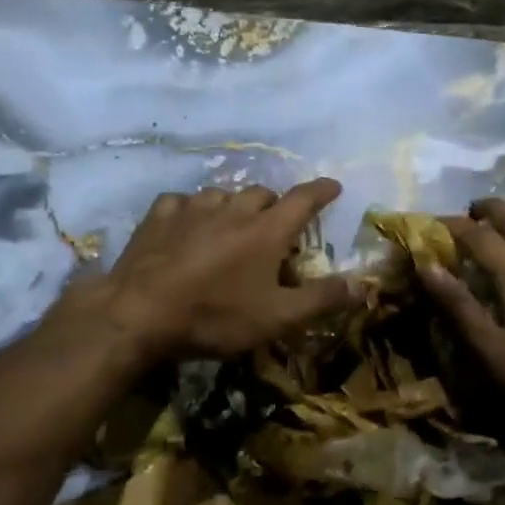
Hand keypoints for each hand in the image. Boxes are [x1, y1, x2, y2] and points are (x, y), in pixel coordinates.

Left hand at [64, 180, 357, 361]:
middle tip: (276, 228)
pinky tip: (187, 224)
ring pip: (222, 194)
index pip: (303, 199)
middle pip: (262, 194)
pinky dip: (192, 210)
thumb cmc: (215, 316)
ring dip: (234, 206)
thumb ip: (322, 299)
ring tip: (232, 226)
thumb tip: (364, 285)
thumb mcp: (277, 317)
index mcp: (267, 230)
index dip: (321, 191)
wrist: (140, 313)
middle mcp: (233, 209)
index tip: (333, 186)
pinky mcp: (159, 217)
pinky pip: (182, 201)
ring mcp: (192, 208)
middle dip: (275, 205)